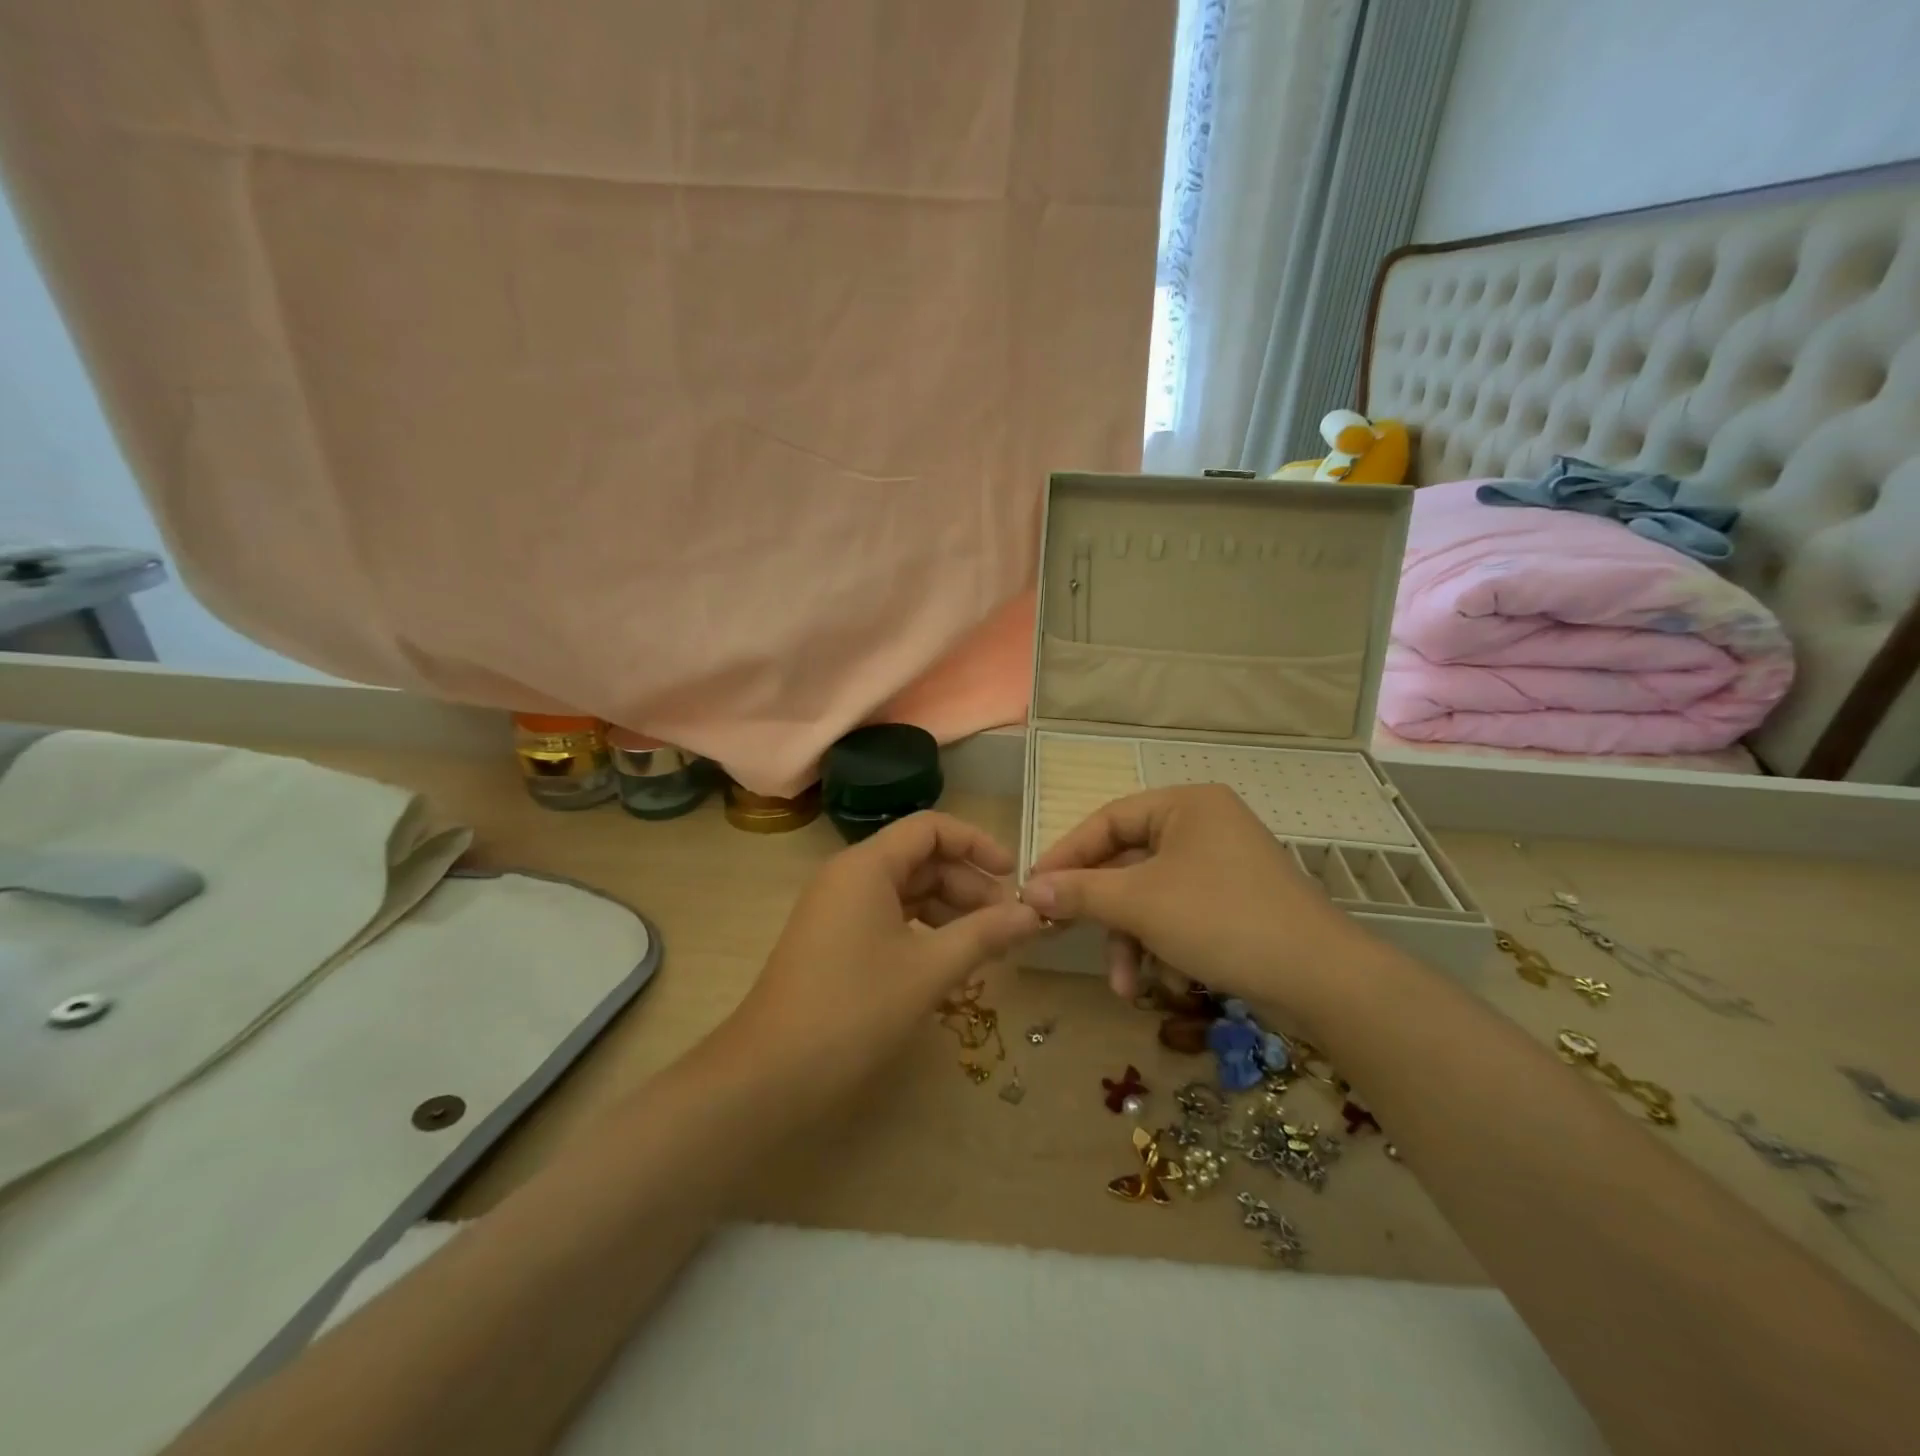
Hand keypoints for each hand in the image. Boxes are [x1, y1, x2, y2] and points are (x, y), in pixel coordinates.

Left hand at [722, 812, 1041, 1111]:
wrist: (770, 1074)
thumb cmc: (855, 1009)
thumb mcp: (929, 969)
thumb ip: (985, 934)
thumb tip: (1034, 914)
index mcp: (866, 865)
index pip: (931, 828)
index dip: (976, 844)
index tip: (1013, 876)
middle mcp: (849, 876)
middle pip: (920, 860)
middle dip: (968, 885)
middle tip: (1008, 924)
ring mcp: (837, 910)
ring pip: (906, 892)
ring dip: (950, 911)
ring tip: (988, 945)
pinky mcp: (834, 941)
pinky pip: (889, 918)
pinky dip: (924, 931)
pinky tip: (950, 960)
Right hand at [1019, 785, 1365, 1019]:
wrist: (1321, 979)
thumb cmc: (1221, 920)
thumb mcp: (1140, 904)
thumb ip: (1080, 893)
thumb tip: (1029, 890)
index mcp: (1185, 805)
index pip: (1108, 820)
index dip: (1067, 854)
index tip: (1035, 889)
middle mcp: (1204, 826)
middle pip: (1128, 862)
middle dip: (1103, 912)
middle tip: (1063, 935)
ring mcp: (1222, 865)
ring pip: (1151, 895)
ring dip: (1130, 940)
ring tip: (1124, 986)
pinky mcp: (1234, 902)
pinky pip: (1178, 913)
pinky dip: (1162, 945)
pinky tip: (1161, 982)